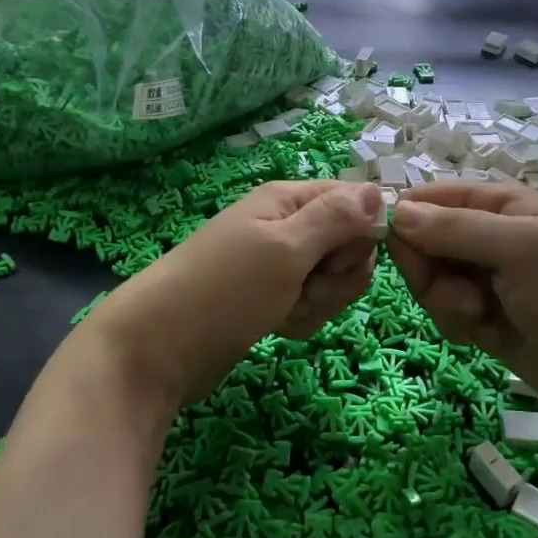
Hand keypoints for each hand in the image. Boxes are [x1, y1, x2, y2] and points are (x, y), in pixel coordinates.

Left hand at [86, 181, 384, 409]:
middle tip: (304, 288)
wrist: (158, 348)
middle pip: (348, 245)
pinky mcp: (273, 298)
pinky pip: (312, 303)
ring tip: (284, 310)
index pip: (354, 202)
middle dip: (337, 276)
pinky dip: (301, 318)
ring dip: (319, 301)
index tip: (336, 260)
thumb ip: (336, 219)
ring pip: (333, 279)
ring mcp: (279, 264)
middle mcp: (287, 225)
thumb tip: (379, 189)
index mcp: (288, 200)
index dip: (358, 234)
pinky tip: (277, 326)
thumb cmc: (225, 290)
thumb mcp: (285, 249)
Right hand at [387, 182, 537, 424]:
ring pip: (430, 281)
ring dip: (444, 300)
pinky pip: (445, 312)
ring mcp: (485, 280)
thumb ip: (454, 229)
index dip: (406, 218)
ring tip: (479, 315)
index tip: (391, 244)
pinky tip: (483, 335)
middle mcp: (487, 237)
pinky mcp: (484, 320)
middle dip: (429, 268)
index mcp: (499, 204)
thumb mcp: (519, 248)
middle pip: (422, 242)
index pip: (431, 199)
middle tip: (459, 290)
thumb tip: (396, 212)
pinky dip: (456, 323)